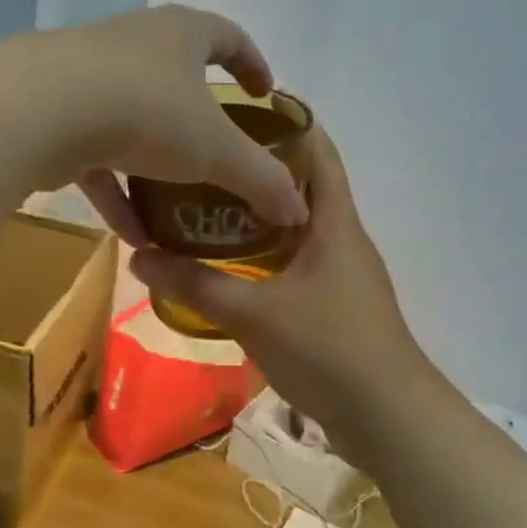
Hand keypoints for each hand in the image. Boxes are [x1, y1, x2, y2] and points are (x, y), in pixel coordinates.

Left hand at [31, 5, 308, 234]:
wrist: (40, 110)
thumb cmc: (147, 111)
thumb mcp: (216, 150)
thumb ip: (261, 179)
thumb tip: (299, 211)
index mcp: (180, 33)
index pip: (227, 37)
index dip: (252, 64)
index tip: (263, 94)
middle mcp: (134, 44)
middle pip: (176, 79)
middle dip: (198, 121)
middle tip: (219, 155)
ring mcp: (89, 77)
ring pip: (133, 124)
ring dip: (155, 170)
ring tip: (175, 213)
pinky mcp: (56, 113)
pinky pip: (98, 156)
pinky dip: (118, 192)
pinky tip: (133, 237)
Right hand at [128, 125, 434, 445]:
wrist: (388, 418)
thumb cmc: (329, 349)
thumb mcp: (253, 314)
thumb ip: (195, 284)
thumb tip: (138, 255)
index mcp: (334, 222)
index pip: (318, 150)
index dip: (287, 122)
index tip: (239, 109)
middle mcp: (342, 238)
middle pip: (302, 186)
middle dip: (258, 168)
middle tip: (204, 159)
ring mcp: (341, 273)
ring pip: (297, 227)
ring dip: (259, 214)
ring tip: (206, 205)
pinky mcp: (335, 304)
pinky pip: (296, 262)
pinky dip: (265, 253)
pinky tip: (229, 265)